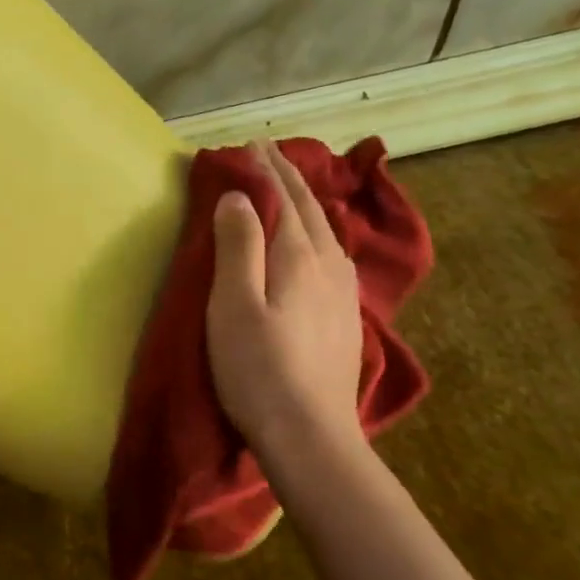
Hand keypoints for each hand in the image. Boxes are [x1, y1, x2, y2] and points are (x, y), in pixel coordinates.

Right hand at [206, 139, 363, 451]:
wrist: (311, 436)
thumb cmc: (258, 368)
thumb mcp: (234, 304)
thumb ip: (238, 245)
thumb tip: (240, 196)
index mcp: (301, 256)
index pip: (285, 197)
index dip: (267, 168)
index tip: (250, 143)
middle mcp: (330, 266)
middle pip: (311, 209)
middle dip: (289, 177)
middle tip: (268, 152)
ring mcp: (343, 294)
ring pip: (327, 231)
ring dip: (306, 203)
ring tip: (290, 189)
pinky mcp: (345, 318)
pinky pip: (333, 255)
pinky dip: (318, 232)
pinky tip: (317, 244)